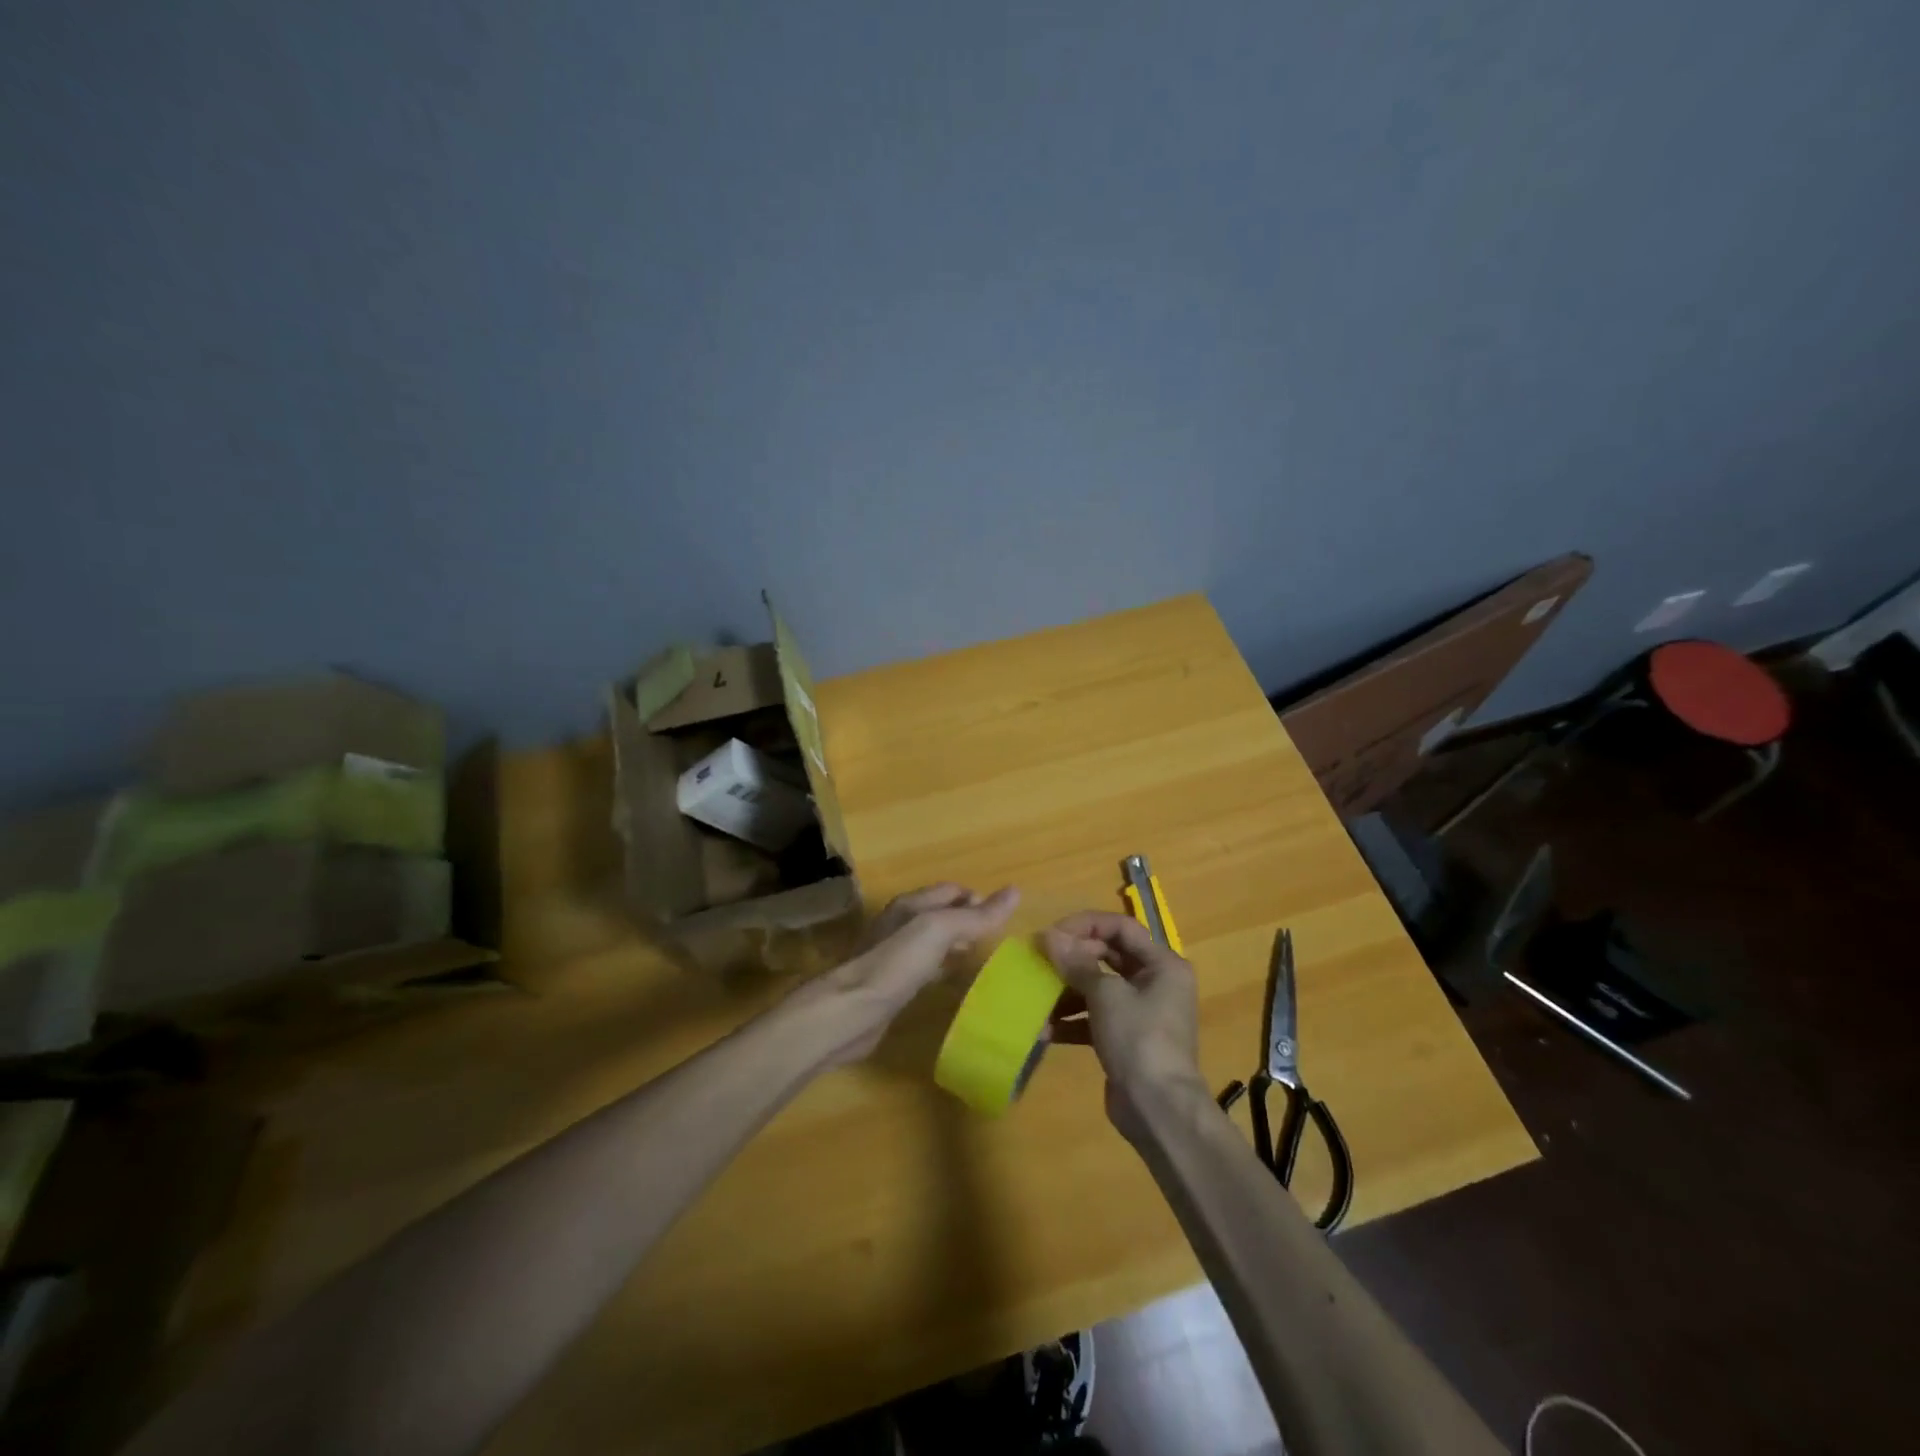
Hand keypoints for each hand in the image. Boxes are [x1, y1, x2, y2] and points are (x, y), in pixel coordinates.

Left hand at [787, 883, 1019, 1065]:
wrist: (849, 1011)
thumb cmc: (895, 964)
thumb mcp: (938, 931)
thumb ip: (975, 916)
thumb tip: (1015, 891)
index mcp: (911, 905)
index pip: (951, 890)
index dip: (977, 899)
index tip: (1005, 918)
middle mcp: (901, 924)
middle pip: (941, 914)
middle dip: (969, 921)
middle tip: (998, 940)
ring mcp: (895, 955)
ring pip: (933, 942)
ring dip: (957, 945)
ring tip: (983, 958)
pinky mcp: (892, 984)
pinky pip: (925, 968)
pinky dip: (943, 969)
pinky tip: (954, 983)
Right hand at [1043, 912, 1208, 1142]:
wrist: (1158, 1109)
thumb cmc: (1138, 1039)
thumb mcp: (1105, 995)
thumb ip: (1076, 963)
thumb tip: (1048, 936)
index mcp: (1162, 964)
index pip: (1121, 927)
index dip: (1085, 925)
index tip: (1053, 934)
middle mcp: (1155, 983)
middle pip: (1108, 956)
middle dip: (1072, 958)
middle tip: (1040, 960)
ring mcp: (1140, 1013)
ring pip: (1098, 989)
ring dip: (1067, 991)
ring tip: (1037, 996)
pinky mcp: (1126, 1039)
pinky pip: (1095, 1018)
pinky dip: (1072, 1021)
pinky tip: (1044, 1030)